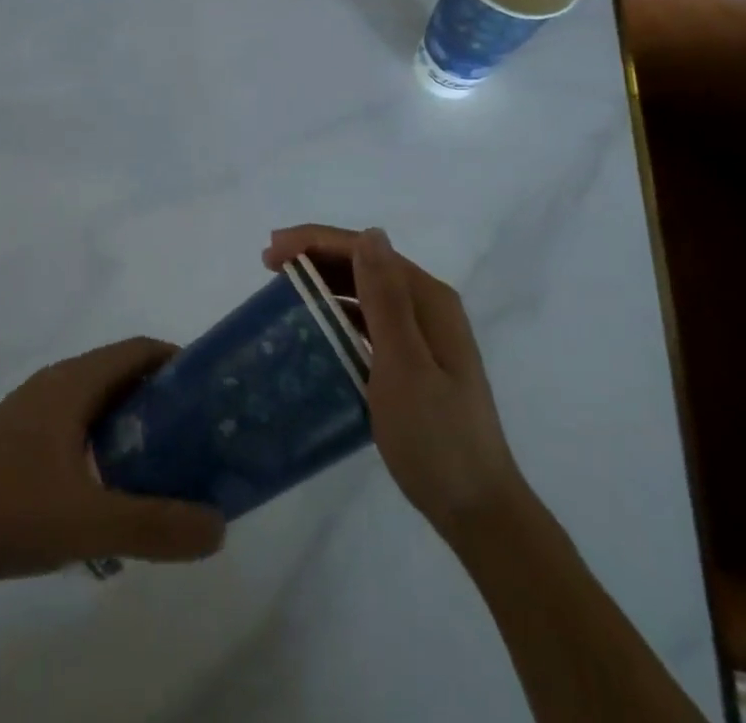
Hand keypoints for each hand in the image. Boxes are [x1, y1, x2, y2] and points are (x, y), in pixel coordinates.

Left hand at [0, 338, 224, 584]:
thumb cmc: (5, 508)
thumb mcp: (87, 522)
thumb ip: (154, 525)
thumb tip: (218, 526)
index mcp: (74, 382)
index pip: (139, 350)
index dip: (179, 362)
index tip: (211, 393)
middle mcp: (56, 384)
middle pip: (121, 375)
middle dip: (161, 400)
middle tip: (196, 437)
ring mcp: (31, 411)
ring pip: (96, 404)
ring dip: (131, 425)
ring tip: (161, 467)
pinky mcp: (15, 440)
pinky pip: (74, 427)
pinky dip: (102, 445)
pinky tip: (106, 494)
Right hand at [264, 225, 521, 542]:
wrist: (478, 511)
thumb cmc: (436, 438)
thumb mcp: (403, 365)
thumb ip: (385, 299)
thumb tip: (371, 233)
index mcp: (428, 298)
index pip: (365, 249)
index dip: (315, 242)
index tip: (269, 252)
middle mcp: (428, 305)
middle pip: (365, 264)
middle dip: (316, 257)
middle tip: (267, 266)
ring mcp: (424, 334)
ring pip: (365, 291)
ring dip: (325, 282)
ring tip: (283, 289)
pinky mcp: (415, 360)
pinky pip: (369, 321)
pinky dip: (340, 314)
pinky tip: (316, 327)